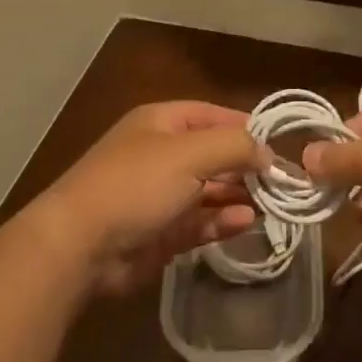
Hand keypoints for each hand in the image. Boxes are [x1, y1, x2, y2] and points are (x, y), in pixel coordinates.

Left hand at [37, 102, 263, 294]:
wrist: (79, 246)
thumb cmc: (136, 184)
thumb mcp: (190, 154)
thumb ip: (234, 147)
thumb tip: (268, 153)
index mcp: (163, 123)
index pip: (214, 116)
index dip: (246, 128)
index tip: (279, 145)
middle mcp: (162, 155)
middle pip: (213, 155)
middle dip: (246, 166)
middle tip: (283, 182)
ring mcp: (160, 195)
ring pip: (209, 191)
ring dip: (238, 195)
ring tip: (272, 204)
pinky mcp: (160, 233)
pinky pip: (199, 222)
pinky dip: (223, 221)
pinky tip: (248, 222)